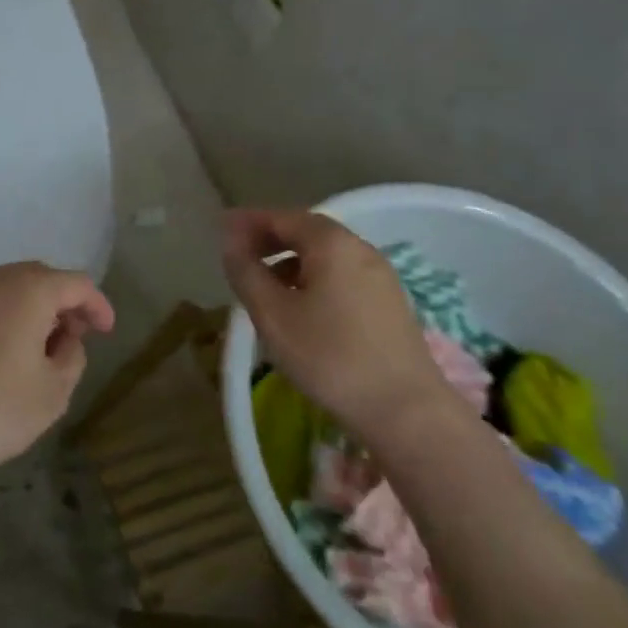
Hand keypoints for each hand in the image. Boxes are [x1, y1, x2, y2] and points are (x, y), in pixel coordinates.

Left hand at [0, 262, 114, 490]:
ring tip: (37, 344)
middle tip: (74, 336)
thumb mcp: (54, 392)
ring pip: (5, 287)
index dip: (97, 305)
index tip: (106, 331)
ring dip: (28, 307)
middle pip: (38, 278)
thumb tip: (65, 337)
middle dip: (62, 302)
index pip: (75, 283)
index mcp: (26, 290)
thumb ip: (72, 355)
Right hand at [222, 208, 448, 444]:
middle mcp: (360, 249)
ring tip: (264, 284)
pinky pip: (341, 275)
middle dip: (270, 238)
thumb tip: (231, 241)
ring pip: (325, 255)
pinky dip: (312, 277)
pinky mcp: (388, 303)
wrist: (406, 411)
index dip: (249, 221)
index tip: (221, 227)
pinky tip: (299, 306)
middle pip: (307, 231)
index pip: (283, 217)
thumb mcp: (272, 313)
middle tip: (238, 253)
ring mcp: (380, 276)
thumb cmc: (329, 356)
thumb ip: (246, 271)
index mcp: (332, 244)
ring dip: (290, 259)